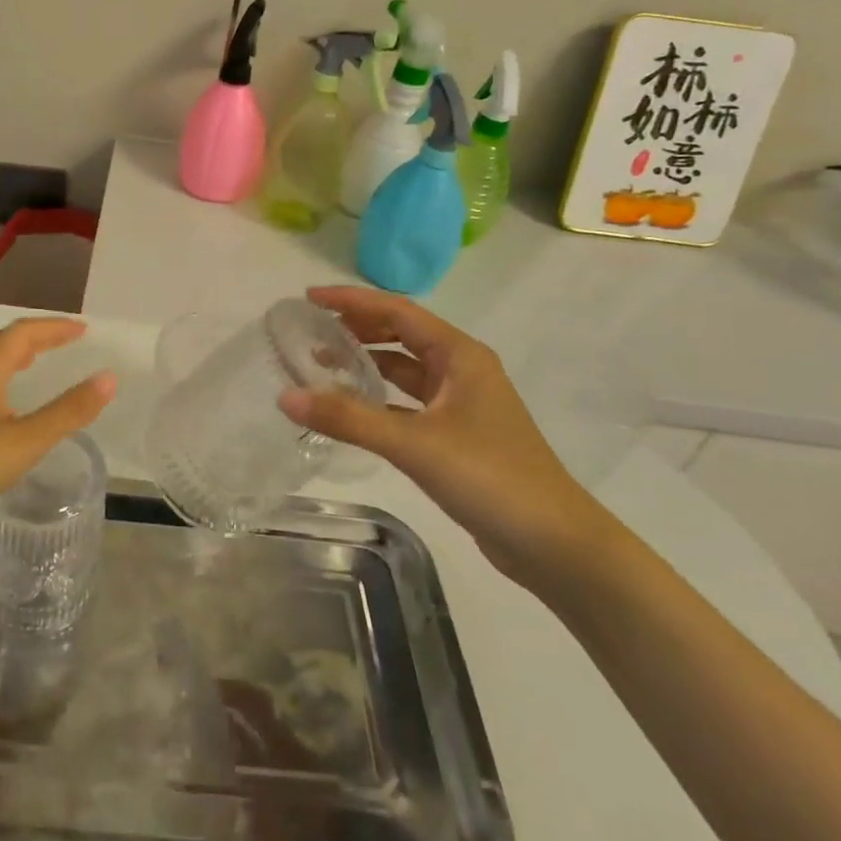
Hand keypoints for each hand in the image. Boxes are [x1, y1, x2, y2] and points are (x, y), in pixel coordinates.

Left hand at [0, 317, 116, 513]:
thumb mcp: (27, 439)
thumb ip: (69, 411)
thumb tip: (108, 378)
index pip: (23, 332)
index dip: (54, 327)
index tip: (82, 329)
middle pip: (5, 342)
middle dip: (39, 337)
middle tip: (68, 340)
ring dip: (19, 354)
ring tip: (40, 360)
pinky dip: (5, 375)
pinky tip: (9, 399)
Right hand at [279, 286, 612, 588]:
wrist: (555, 544)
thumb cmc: (490, 478)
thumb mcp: (414, 444)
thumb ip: (349, 419)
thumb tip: (285, 396)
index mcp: (460, 355)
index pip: (397, 311)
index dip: (352, 300)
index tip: (309, 297)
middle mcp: (462, 370)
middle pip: (401, 334)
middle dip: (357, 326)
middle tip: (311, 327)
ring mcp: (461, 403)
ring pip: (404, 369)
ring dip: (367, 361)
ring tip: (322, 362)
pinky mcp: (458, 434)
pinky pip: (408, 401)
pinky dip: (379, 397)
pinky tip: (351, 407)